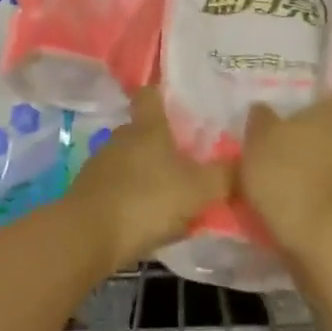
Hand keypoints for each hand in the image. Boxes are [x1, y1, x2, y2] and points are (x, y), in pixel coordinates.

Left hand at [67, 88, 228, 271]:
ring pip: (132, 160)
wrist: (87, 236)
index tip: (181, 101)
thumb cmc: (146, 201)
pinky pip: (119, 186)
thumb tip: (245, 160)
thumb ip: (224, 175)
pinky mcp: (90, 192)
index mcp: (148, 127)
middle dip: (165, 143)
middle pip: (144, 131)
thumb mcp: (199, 190)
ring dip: (149, 172)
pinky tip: (148, 217)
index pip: (151, 94)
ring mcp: (101, 164)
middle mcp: (121, 137)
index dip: (164, 94)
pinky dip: (133, 196)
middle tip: (192, 159)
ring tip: (173, 193)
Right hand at [239, 95, 331, 264]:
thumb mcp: (259, 141)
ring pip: (331, 168)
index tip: (305, 109)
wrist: (325, 242)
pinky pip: (328, 199)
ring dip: (311, 174)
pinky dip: (313, 202)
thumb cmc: (289, 177)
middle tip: (279, 150)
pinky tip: (289, 211)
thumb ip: (262, 122)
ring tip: (278, 185)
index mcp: (331, 117)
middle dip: (310, 142)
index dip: (324, 102)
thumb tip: (264, 109)